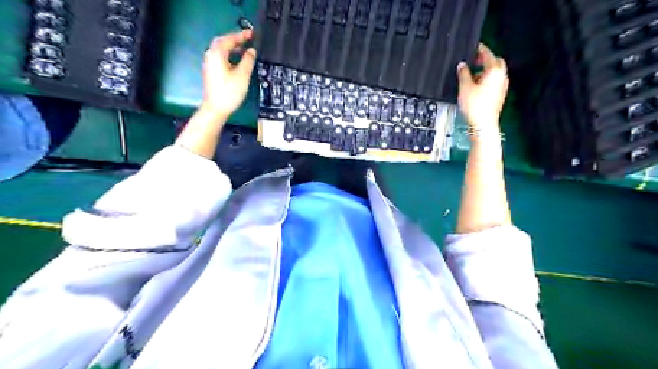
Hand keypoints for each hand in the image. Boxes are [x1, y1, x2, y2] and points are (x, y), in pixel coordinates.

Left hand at [204, 31, 255, 118]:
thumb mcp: (242, 75)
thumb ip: (248, 60)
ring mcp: (210, 63)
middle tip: (248, 40)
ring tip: (245, 50)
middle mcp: (211, 55)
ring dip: (233, 48)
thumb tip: (251, 51)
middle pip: (223, 42)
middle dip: (236, 40)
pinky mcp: (211, 71)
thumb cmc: (229, 92)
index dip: (242, 36)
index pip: (230, 39)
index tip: (252, 34)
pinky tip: (238, 61)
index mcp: (217, 53)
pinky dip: (230, 55)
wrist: (216, 108)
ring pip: (221, 50)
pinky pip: (221, 57)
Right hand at [459, 43, 507, 131]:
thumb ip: (463, 73)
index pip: (487, 54)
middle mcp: (501, 76)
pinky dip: (486, 79)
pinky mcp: (500, 94)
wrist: (483, 124)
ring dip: (485, 70)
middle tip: (473, 60)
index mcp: (494, 71)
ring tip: (471, 74)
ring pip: (495, 72)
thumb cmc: (475, 106)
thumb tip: (462, 66)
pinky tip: (476, 85)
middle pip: (495, 62)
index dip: (480, 49)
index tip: (474, 46)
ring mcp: (502, 86)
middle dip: (484, 60)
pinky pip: (494, 81)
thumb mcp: (464, 87)